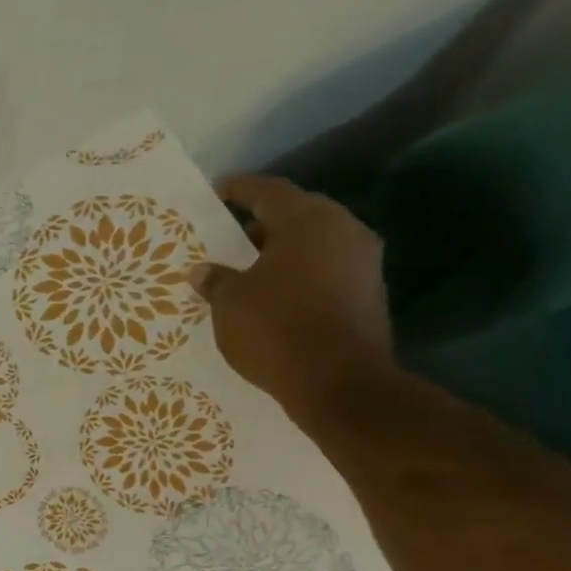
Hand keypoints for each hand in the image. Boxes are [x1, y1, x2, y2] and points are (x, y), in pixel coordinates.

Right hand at [189, 175, 397, 420]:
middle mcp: (342, 230)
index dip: (239, 189)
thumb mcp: (229, 302)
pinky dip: (297, 271)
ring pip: (313, 241)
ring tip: (244, 264)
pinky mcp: (368, 290)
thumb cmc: (275, 328)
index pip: (268, 191)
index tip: (217, 190)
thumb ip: (216, 280)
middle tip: (227, 233)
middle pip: (296, 213)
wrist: (339, 382)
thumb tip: (202, 271)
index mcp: (307, 221)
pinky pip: (324, 266)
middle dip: (261, 221)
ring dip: (280, 249)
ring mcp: (362, 261)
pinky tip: (270, 289)